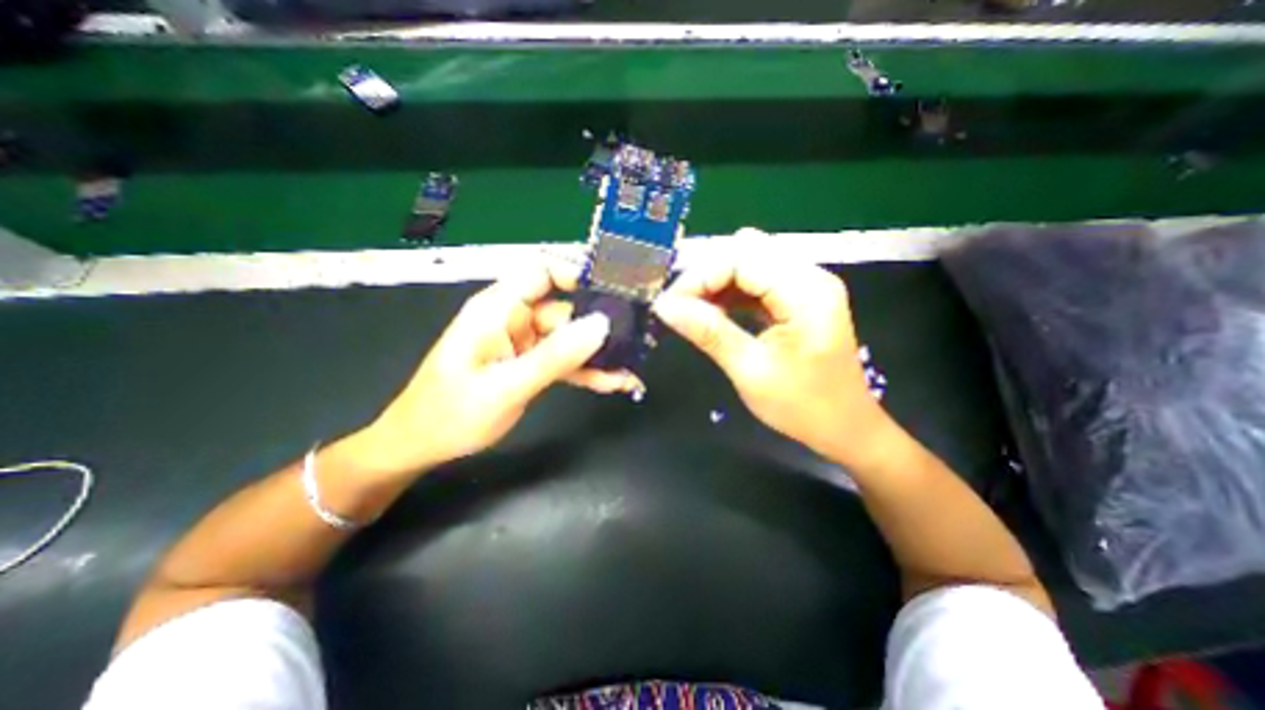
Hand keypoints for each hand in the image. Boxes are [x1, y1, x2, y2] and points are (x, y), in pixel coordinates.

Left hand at [355, 263, 642, 479]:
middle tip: (637, 338)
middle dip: (600, 324)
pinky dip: (588, 370)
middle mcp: (515, 319)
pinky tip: (615, 381)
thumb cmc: (451, 414)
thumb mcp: (506, 386)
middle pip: (566, 309)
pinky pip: (566, 361)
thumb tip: (601, 325)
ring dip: (599, 354)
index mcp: (498, 309)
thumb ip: (555, 356)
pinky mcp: (531, 364)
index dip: (578, 275)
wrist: (423, 447)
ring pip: (571, 338)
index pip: (542, 272)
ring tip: (631, 367)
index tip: (614, 292)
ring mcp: (525, 343)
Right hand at [657, 231, 892, 467]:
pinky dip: (731, 292)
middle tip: (679, 307)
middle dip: (706, 275)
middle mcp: (810, 277)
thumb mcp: (750, 371)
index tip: (670, 304)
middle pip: (746, 253)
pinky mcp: (798, 298)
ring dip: (716, 283)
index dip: (700, 276)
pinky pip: (757, 281)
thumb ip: (709, 333)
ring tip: (692, 311)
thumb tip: (664, 307)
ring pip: (749, 264)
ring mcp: (806, 286)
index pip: (742, 258)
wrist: (845, 428)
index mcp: (806, 292)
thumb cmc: (803, 407)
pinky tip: (714, 312)